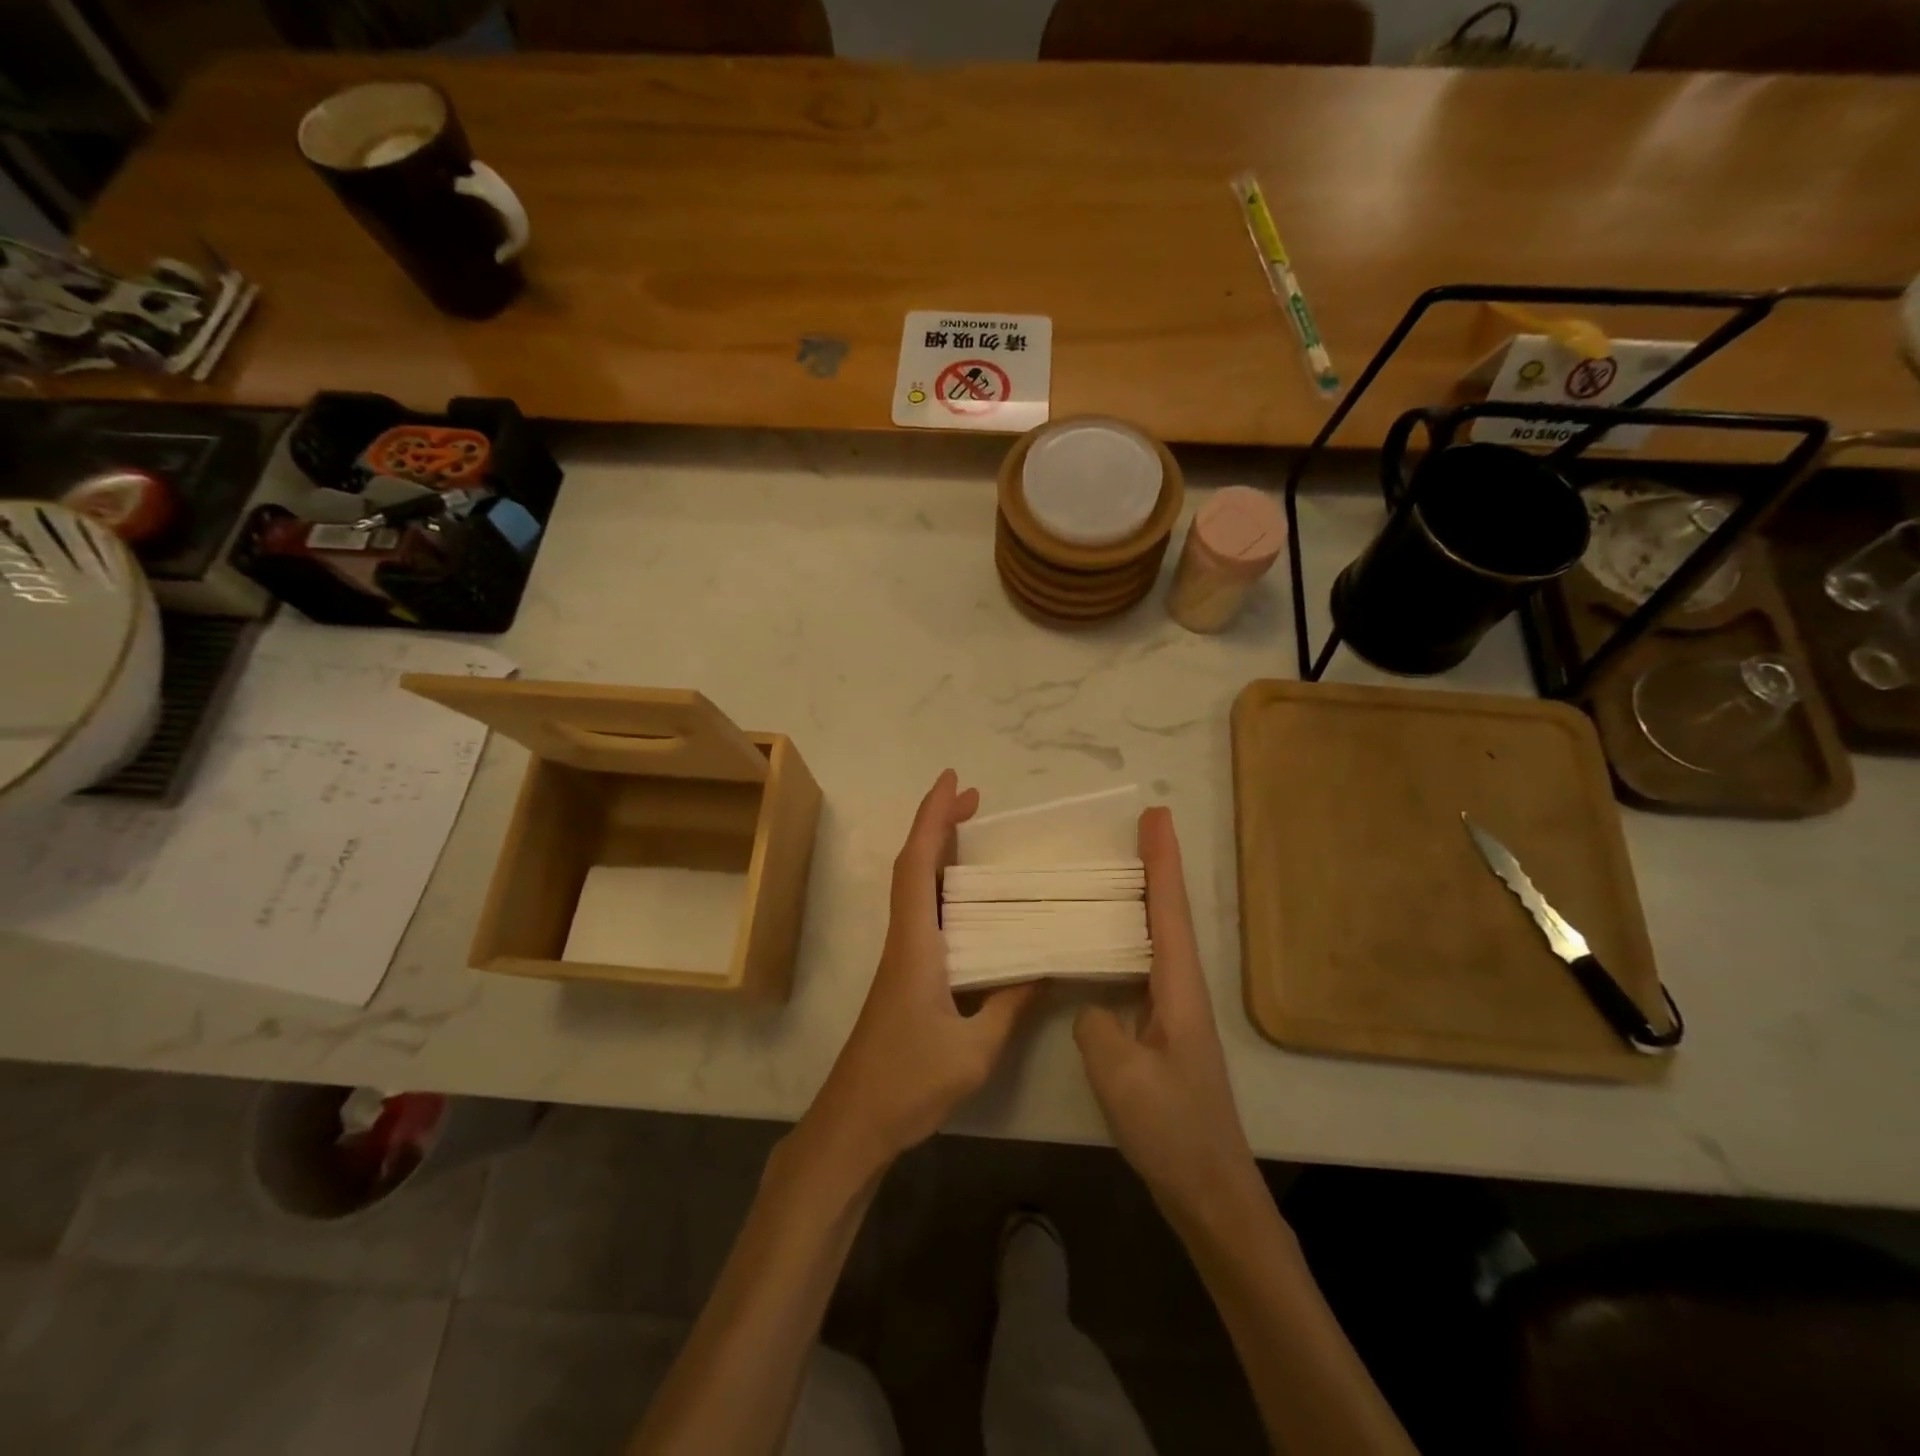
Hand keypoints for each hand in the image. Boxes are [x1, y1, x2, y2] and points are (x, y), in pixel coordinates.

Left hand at [800, 770, 1038, 1178]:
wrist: (854, 1122)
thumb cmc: (907, 1083)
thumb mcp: (974, 1051)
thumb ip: (1009, 1006)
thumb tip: (1044, 969)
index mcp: (916, 945)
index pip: (918, 865)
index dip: (933, 818)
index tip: (954, 782)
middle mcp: (904, 939)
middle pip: (914, 865)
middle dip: (939, 824)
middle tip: (975, 800)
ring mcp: (901, 956)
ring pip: (916, 886)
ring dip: (939, 852)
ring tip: (974, 832)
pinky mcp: (904, 974)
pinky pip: (924, 913)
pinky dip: (942, 887)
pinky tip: (970, 899)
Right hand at [1074, 807, 1257, 1215]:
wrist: (1209, 1189)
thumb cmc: (1172, 1129)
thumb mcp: (1121, 1073)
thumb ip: (1097, 1025)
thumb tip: (1092, 1007)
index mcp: (1178, 989)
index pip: (1167, 910)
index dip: (1162, 862)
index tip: (1156, 817)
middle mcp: (1181, 990)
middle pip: (1169, 914)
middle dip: (1157, 868)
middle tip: (1140, 827)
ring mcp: (1174, 1011)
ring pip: (1159, 938)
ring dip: (1146, 898)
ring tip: (1119, 868)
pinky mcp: (1162, 1032)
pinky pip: (1144, 967)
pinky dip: (1130, 938)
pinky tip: (1107, 942)